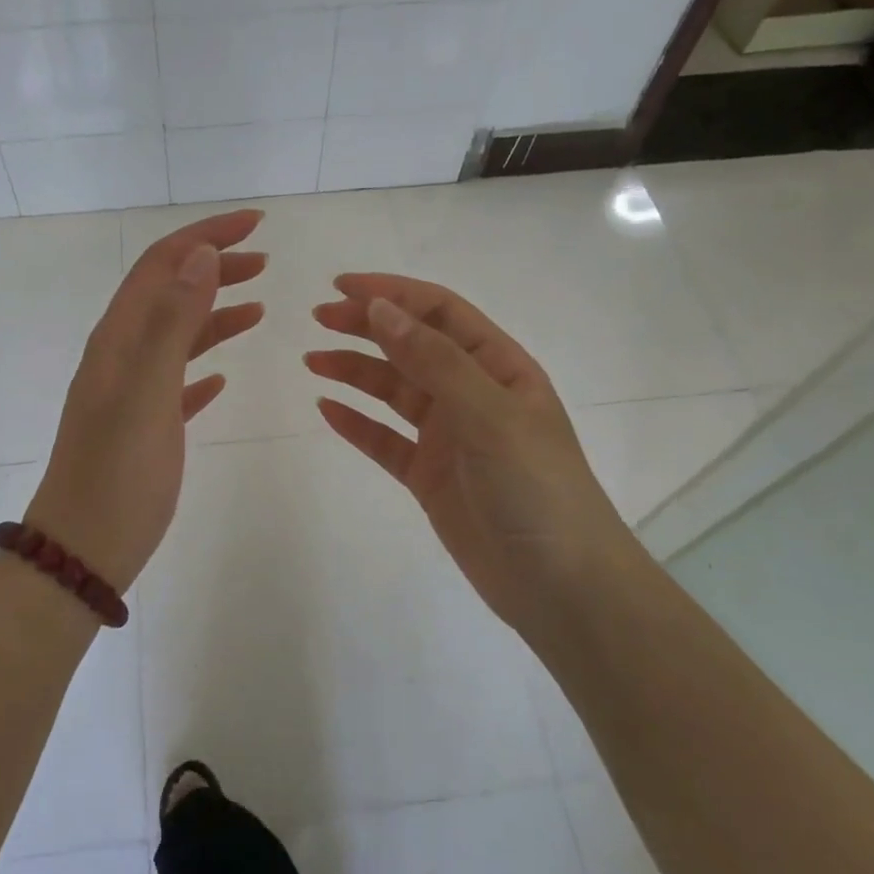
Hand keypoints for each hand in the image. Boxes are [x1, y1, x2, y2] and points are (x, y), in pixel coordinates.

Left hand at [27, 210, 266, 592]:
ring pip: (177, 335)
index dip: (206, 235)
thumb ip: (171, 322)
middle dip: (214, 267)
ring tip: (258, 304)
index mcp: (119, 338)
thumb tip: (200, 255)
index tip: (256, 223)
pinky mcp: (145, 424)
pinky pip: (178, 380)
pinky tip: (224, 377)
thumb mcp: (146, 392)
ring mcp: (131, 391)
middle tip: (264, 260)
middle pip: (170, 292)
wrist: (84, 547)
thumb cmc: (117, 472)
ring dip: (214, 312)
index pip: (163, 264)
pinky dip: (203, 364)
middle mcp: (122, 354)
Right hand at [308, 274, 642, 637]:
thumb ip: (434, 361)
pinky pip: (385, 440)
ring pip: (394, 391)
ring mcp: (449, 436)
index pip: (440, 312)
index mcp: (498, 367)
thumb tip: (380, 309)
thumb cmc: (536, 487)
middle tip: (318, 319)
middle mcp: (472, 394)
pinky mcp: (429, 476)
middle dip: (366, 327)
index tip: (342, 287)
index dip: (392, 293)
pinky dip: (357, 424)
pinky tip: (327, 410)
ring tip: (313, 361)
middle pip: (411, 346)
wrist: (561, 586)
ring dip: (355, 372)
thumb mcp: (489, 414)